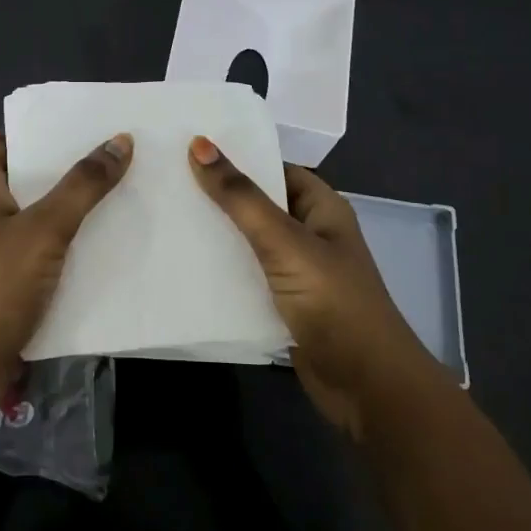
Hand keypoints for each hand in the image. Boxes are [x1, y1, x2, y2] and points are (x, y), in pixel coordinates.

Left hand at [0, 130, 132, 418]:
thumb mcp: (44, 230)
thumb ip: (82, 186)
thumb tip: (119, 141)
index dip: (32, 131)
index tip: (75, 128)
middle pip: (25, 179)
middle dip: (65, 170)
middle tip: (113, 157)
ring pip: (37, 219)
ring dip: (71, 211)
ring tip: (120, 195)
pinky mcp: (6, 284)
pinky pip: (41, 255)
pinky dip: (68, 249)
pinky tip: (105, 247)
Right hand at [188, 136, 435, 439]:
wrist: (366, 386)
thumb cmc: (333, 302)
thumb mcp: (284, 242)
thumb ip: (241, 197)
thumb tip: (199, 144)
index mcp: (321, 208)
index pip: (274, 168)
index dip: (237, 157)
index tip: (188, 148)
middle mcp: (310, 234)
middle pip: (258, 205)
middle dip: (218, 196)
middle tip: (164, 181)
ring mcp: (297, 272)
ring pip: (248, 242)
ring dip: (215, 235)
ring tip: (163, 216)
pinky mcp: (283, 305)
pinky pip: (246, 277)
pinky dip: (220, 272)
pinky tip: (182, 265)